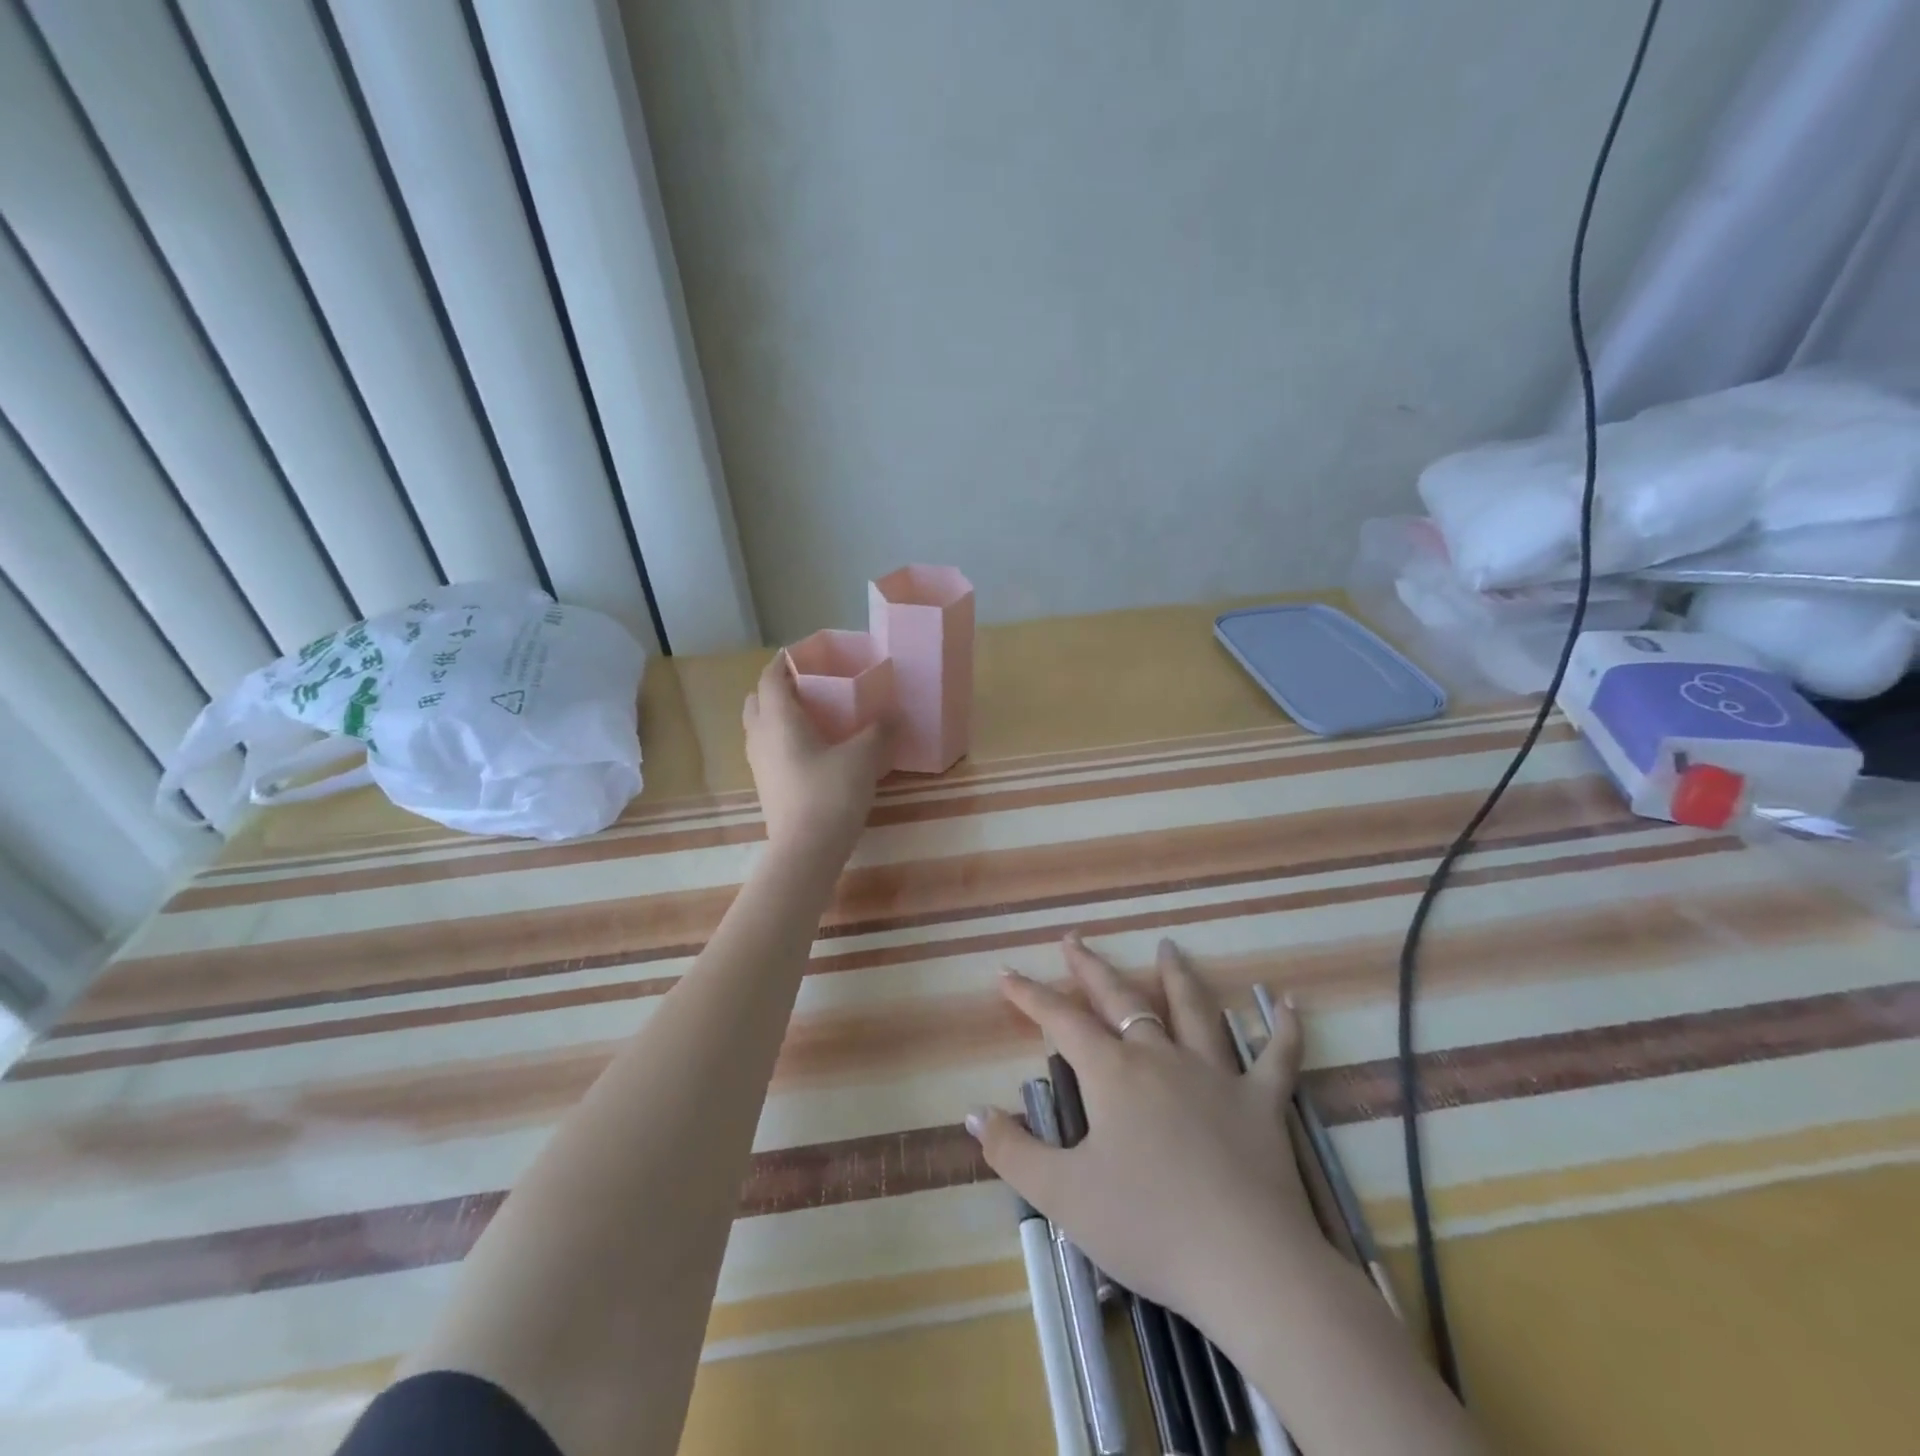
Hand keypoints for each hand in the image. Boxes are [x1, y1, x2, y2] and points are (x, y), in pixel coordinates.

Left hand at [743, 655, 891, 855]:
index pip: (771, 677)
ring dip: (778, 716)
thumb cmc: (830, 794)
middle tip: (809, 687)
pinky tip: (813, 751)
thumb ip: (879, 731)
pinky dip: (783, 741)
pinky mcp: (766, 787)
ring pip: (760, 727)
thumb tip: (893, 715)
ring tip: (813, 718)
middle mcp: (760, 736)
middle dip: (778, 688)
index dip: (785, 661)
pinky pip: (769, 750)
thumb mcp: (863, 757)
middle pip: (757, 700)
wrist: (806, 851)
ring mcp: (759, 765)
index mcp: (778, 719)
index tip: (804, 654)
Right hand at [967, 935, 1317, 1333]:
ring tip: (1168, 947)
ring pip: (1194, 1011)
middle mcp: (1161, 1057)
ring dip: (1178, 977)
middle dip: (1092, 969)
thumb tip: (973, 1111)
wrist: (1246, 1265)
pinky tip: (1287, 1002)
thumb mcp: (1063, 1196)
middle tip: (1074, 939)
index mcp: (1113, 1074)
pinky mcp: (1262, 1103)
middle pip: (1122, 999)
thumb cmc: (1147, 1226)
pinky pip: (1278, 1057)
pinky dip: (1284, 1028)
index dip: (1031, 995)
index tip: (1007, 973)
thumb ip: (1013, 1151)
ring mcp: (1216, 1074)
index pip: (1062, 1021)